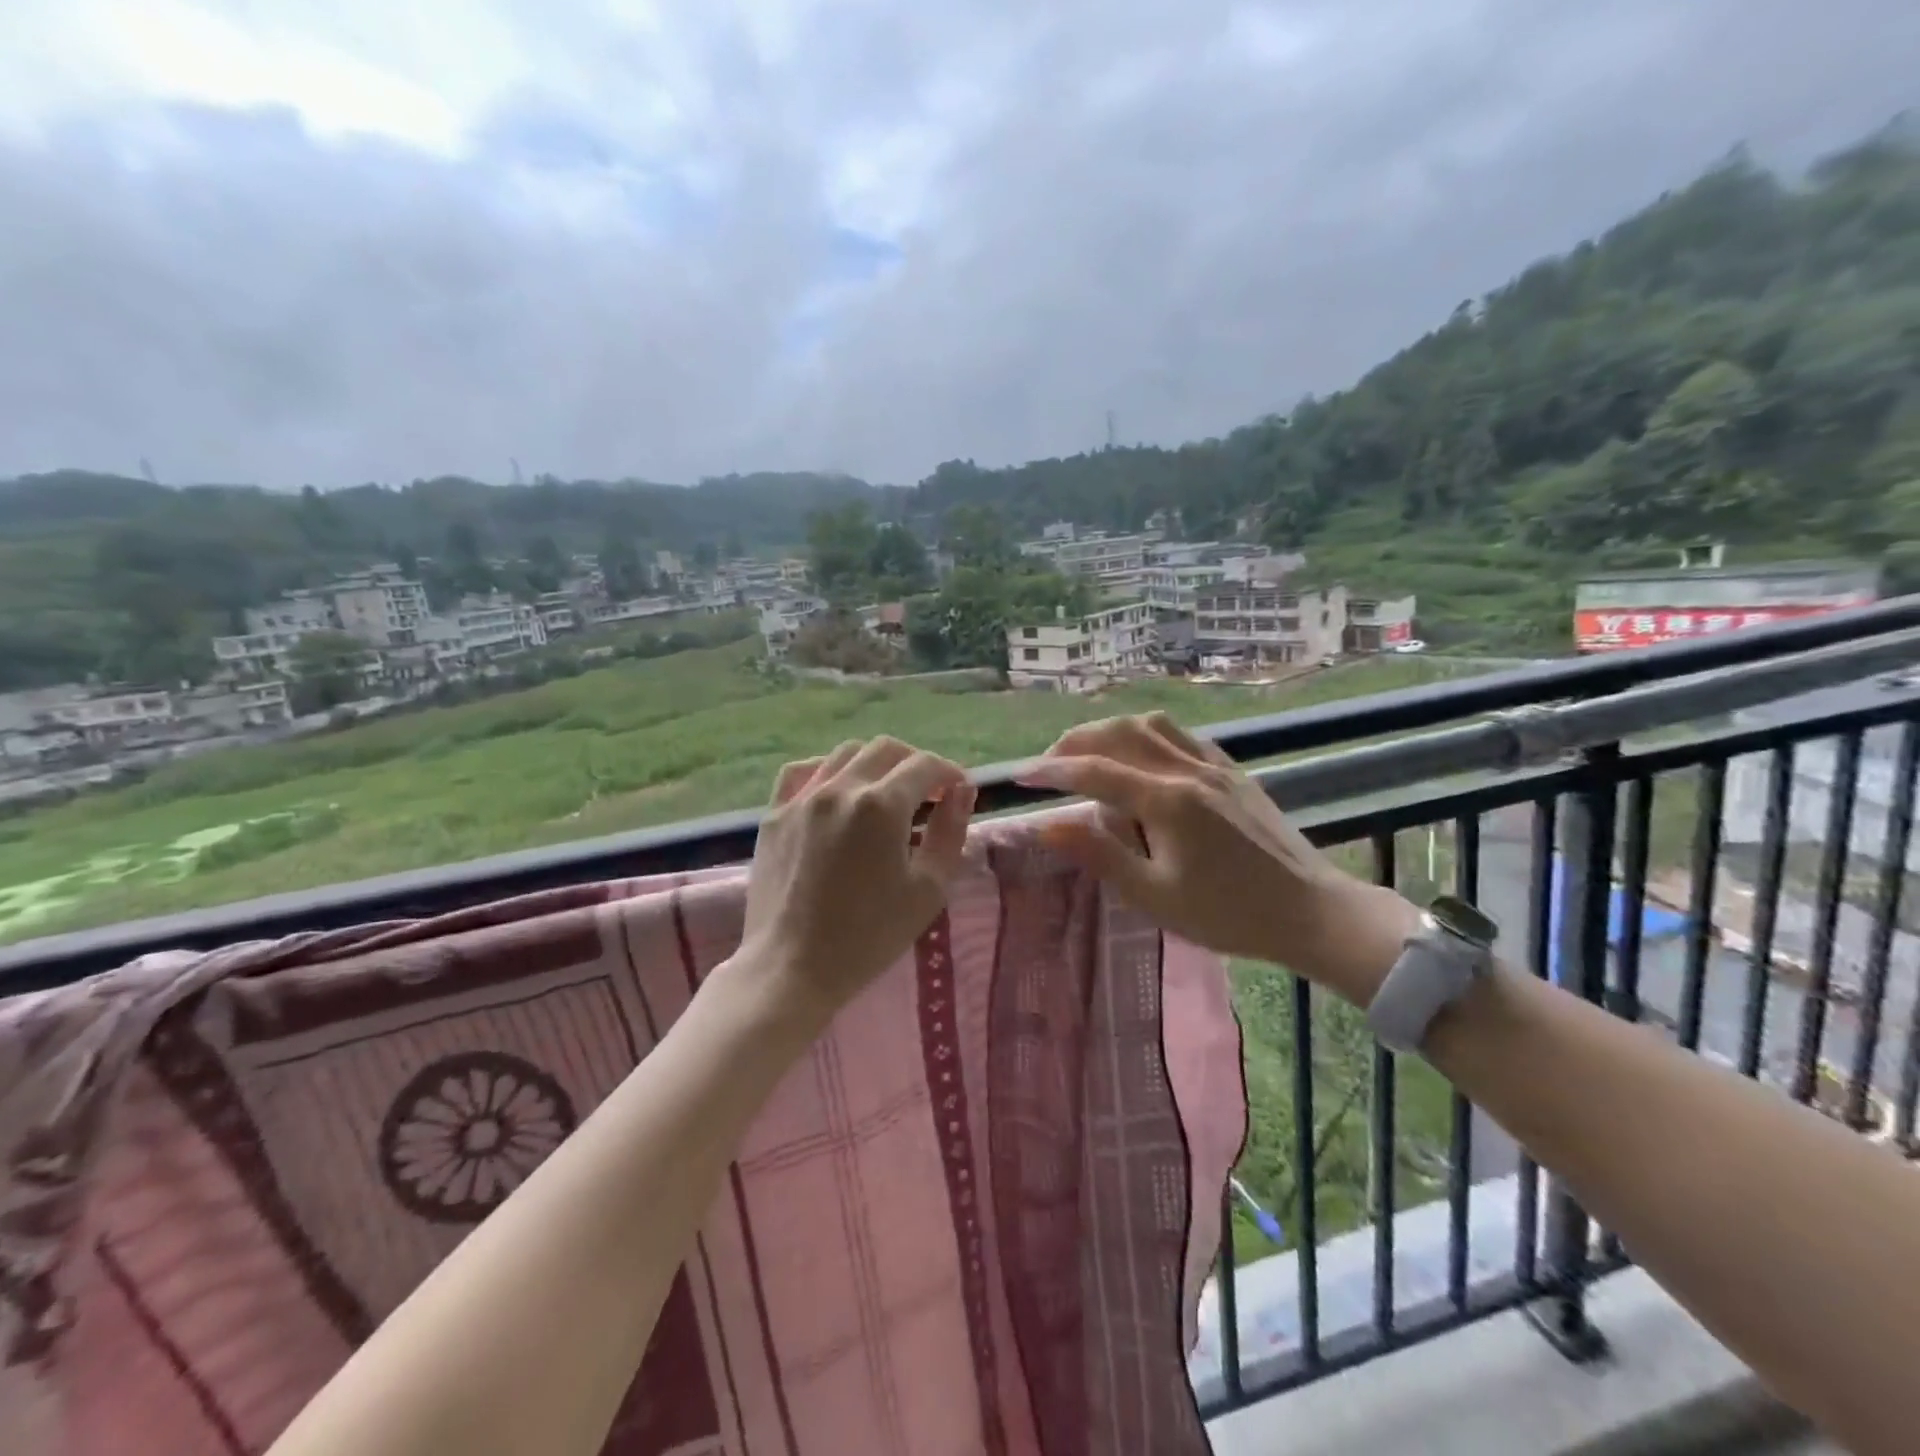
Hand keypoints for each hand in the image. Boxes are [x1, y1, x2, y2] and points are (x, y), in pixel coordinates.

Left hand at [731, 736, 975, 1029]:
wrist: (791, 968)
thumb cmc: (868, 937)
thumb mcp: (928, 890)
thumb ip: (950, 833)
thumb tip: (962, 791)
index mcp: (881, 806)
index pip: (924, 766)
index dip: (949, 772)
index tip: (960, 790)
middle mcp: (840, 788)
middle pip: (886, 749)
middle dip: (915, 763)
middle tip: (929, 792)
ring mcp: (802, 798)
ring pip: (845, 753)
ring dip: (875, 763)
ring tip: (887, 793)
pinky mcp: (774, 813)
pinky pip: (803, 772)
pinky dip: (828, 770)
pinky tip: (838, 791)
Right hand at [1018, 712, 1417, 1005]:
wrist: (1310, 912)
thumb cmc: (1228, 914)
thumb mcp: (1154, 896)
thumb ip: (1100, 855)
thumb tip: (1048, 825)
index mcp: (1168, 801)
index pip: (1095, 771)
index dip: (1052, 770)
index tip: (1020, 776)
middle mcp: (1188, 770)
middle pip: (1120, 734)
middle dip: (1076, 742)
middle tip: (1049, 764)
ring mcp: (1214, 765)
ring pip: (1151, 724)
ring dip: (1111, 731)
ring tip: (1088, 753)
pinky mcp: (1232, 770)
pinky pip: (1181, 735)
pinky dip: (1147, 735)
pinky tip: (1140, 755)